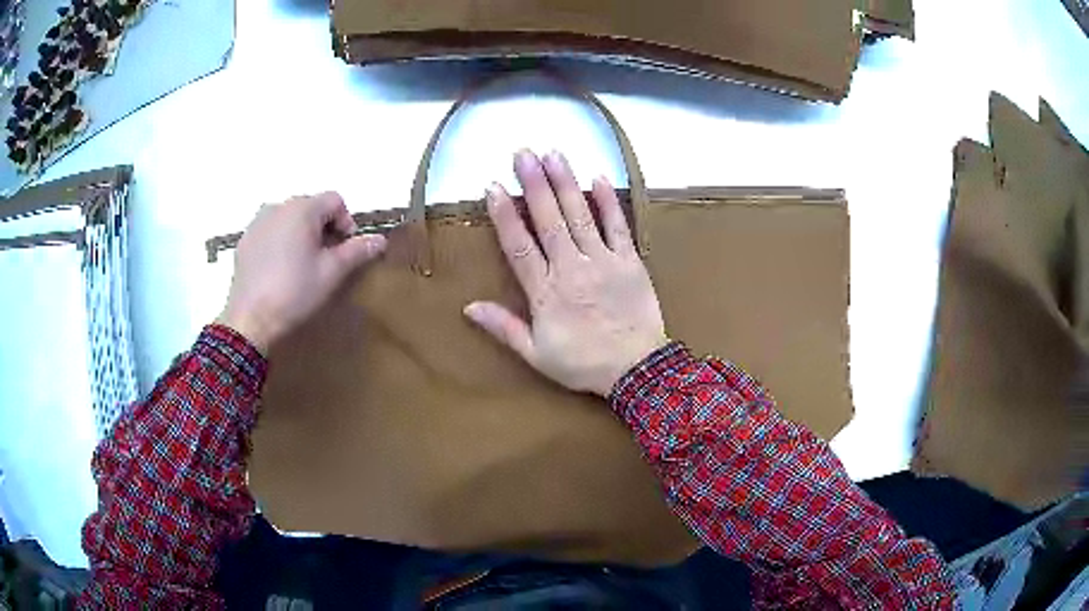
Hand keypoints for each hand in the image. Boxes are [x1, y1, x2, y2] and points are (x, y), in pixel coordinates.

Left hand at [218, 192, 386, 353]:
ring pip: (290, 219)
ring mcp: (258, 222)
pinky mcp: (245, 240)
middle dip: (324, 229)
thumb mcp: (332, 273)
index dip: (346, 223)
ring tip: (302, 265)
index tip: (345, 251)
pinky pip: (271, 231)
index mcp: (302, 209)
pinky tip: (280, 270)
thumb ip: (357, 251)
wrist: (250, 319)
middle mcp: (278, 206)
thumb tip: (381, 240)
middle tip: (326, 261)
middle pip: (312, 207)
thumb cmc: (295, 292)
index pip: (335, 200)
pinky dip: (281, 242)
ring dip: (302, 234)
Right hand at [465, 150, 668, 396]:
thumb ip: (503, 328)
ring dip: (566, 183)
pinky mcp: (630, 261)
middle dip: (534, 184)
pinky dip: (609, 202)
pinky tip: (598, 178)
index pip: (519, 245)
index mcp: (545, 292)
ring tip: (553, 154)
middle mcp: (571, 268)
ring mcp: (602, 261)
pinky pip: (618, 226)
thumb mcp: (536, 354)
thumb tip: (468, 307)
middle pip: (548, 220)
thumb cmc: (583, 364)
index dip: (505, 214)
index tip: (493, 186)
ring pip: (580, 215)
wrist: (637, 371)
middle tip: (523, 153)